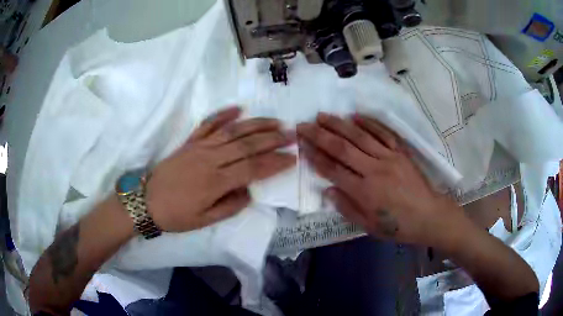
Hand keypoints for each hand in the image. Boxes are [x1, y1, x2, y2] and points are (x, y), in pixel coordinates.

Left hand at [146, 107, 295, 231]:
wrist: (146, 202)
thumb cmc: (176, 215)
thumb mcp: (205, 220)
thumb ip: (230, 206)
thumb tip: (249, 191)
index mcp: (216, 182)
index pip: (253, 168)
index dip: (275, 162)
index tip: (292, 157)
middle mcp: (210, 160)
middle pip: (247, 145)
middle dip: (273, 139)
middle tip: (292, 135)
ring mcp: (199, 147)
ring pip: (232, 131)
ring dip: (256, 124)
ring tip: (275, 121)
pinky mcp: (190, 142)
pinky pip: (208, 124)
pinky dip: (223, 114)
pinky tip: (238, 108)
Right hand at [297, 113, 461, 246]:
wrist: (429, 216)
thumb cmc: (398, 226)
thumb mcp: (369, 226)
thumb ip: (347, 208)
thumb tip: (328, 190)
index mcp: (364, 192)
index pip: (333, 170)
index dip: (315, 156)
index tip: (302, 145)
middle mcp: (374, 170)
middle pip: (343, 148)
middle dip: (320, 135)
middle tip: (304, 124)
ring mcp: (389, 157)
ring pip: (360, 136)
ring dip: (339, 124)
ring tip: (323, 115)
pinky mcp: (401, 152)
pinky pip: (383, 133)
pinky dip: (369, 123)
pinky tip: (356, 115)